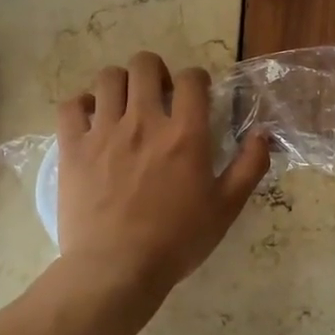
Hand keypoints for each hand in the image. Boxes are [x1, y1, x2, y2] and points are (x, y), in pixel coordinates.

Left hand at [55, 52, 269, 302]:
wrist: (116, 269)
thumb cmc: (177, 240)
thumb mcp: (226, 208)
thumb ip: (249, 166)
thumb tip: (263, 133)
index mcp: (185, 134)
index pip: (191, 78)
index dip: (196, 79)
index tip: (195, 96)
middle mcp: (144, 121)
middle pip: (144, 65)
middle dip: (155, 71)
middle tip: (158, 96)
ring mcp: (104, 132)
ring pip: (108, 78)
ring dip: (120, 84)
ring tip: (124, 106)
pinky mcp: (73, 148)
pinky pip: (71, 105)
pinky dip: (82, 105)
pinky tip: (91, 121)